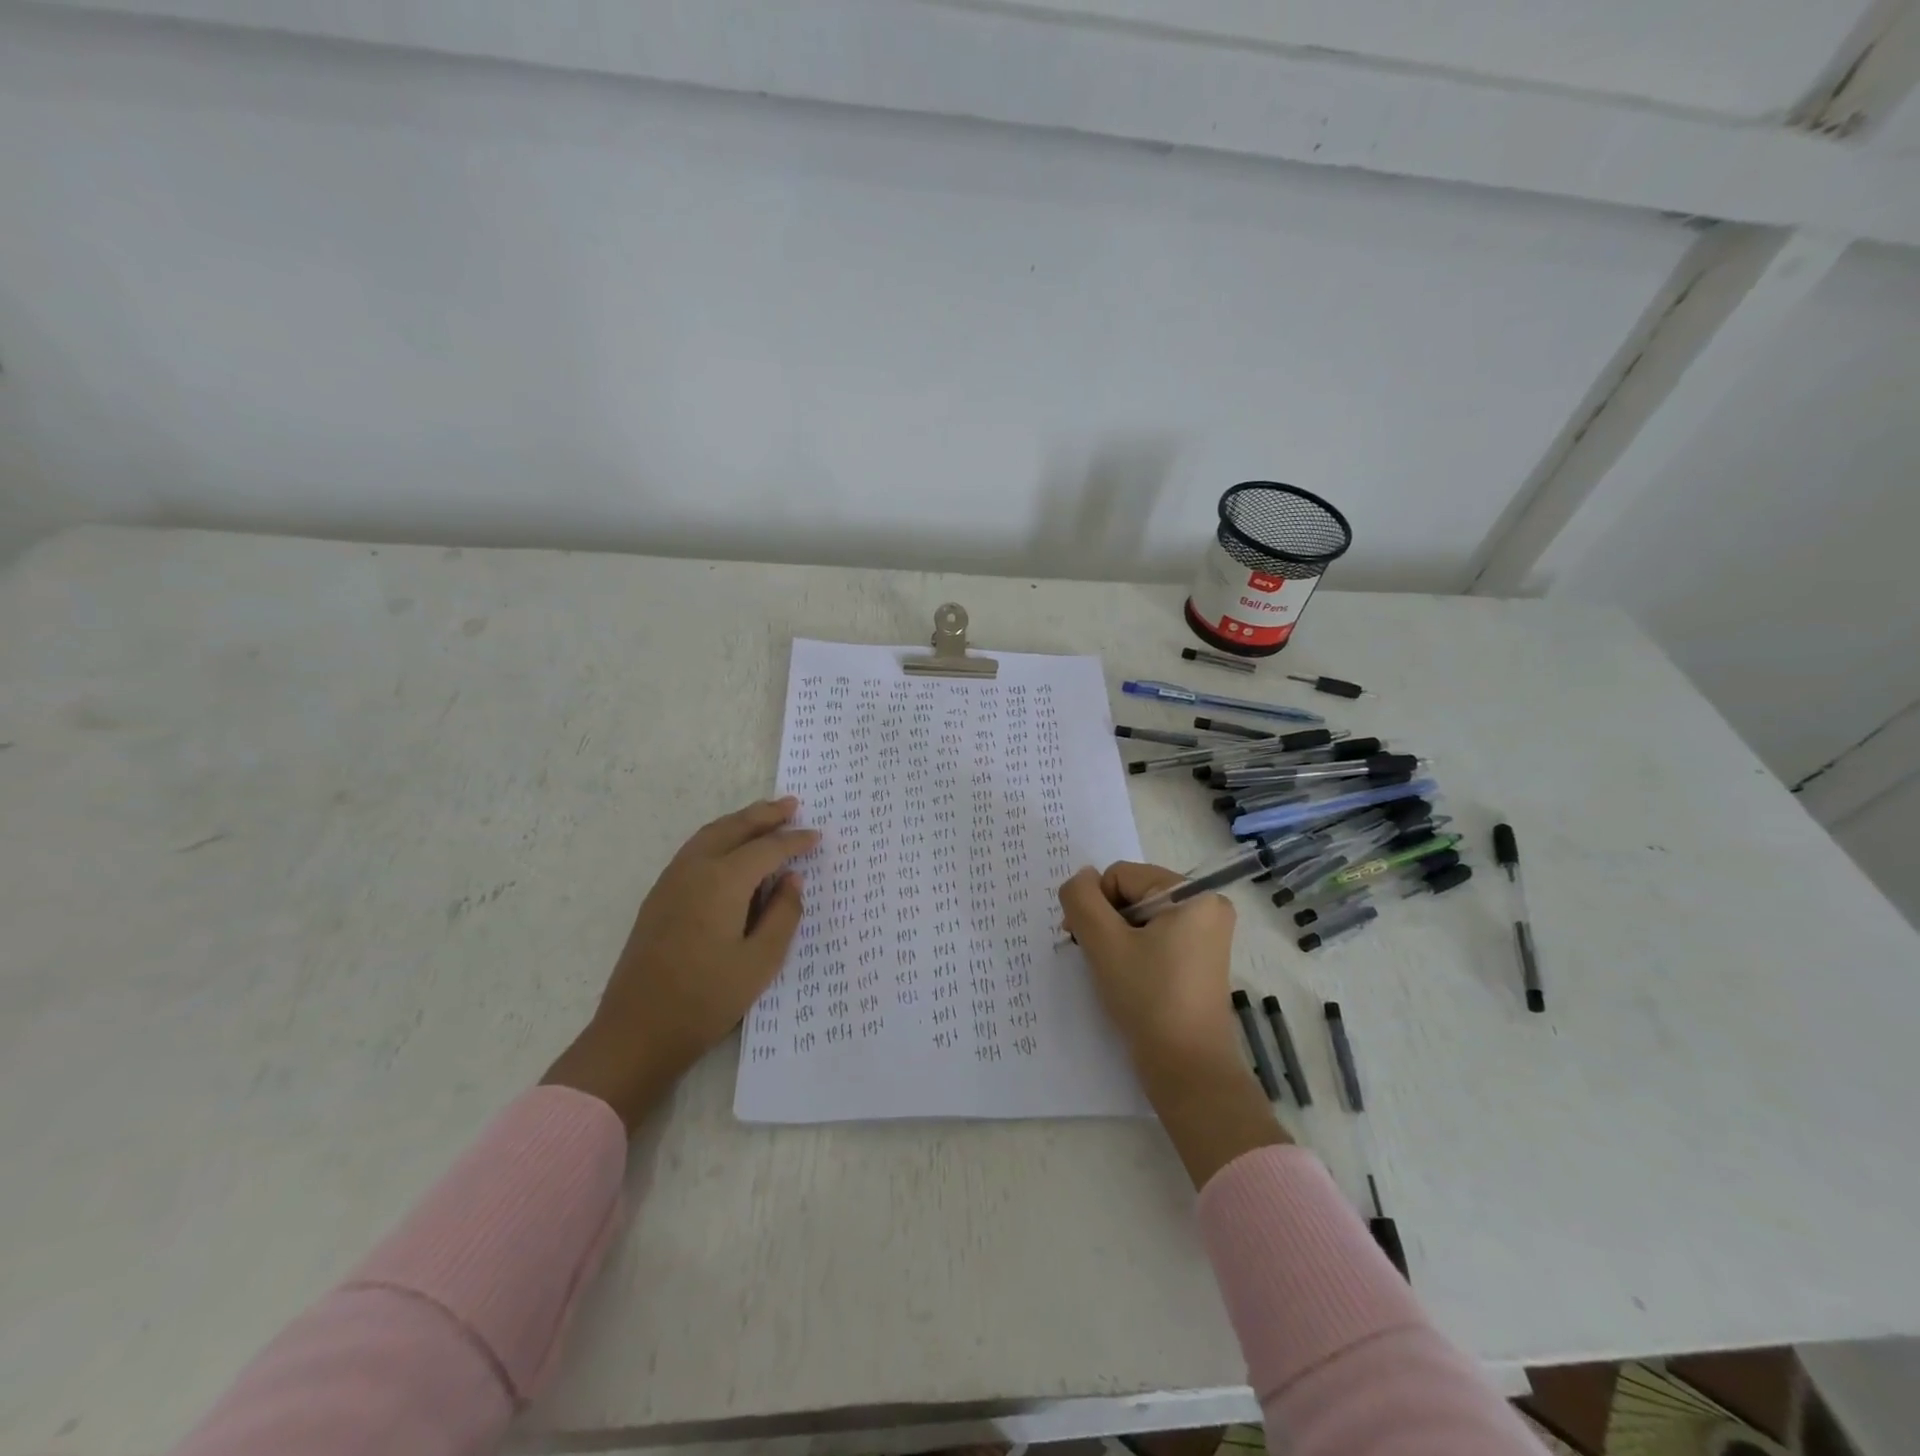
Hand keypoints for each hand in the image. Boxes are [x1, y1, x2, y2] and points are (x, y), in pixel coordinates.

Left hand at [544, 797, 817, 1130]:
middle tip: (792, 804)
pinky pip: (694, 850)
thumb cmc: (706, 999)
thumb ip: (783, 914)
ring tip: (765, 817)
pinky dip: (719, 837)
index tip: (817, 836)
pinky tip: (730, 850)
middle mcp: (694, 869)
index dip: (794, 841)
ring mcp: (671, 881)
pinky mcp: (658, 897)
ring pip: (710, 834)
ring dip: (740, 822)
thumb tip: (792, 879)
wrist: (637, 1031)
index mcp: (722, 881)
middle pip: (734, 828)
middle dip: (765, 815)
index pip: (767, 849)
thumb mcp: (760, 962)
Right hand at [1059, 861, 1287, 1185]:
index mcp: (1193, 894)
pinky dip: (1133, 953)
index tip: (1086, 941)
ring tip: (1113, 973)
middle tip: (1097, 959)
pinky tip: (1128, 979)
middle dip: (1106, 922)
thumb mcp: (1103, 942)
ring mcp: (1205, 936)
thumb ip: (1081, 899)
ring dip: (1116, 939)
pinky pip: (1155, 939)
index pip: (1121, 876)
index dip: (1096, 905)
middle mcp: (1206, 907)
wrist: (1187, 1069)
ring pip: (1139, 919)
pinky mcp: (1199, 961)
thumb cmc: (1147, 997)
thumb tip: (1080, 879)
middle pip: (1131, 894)